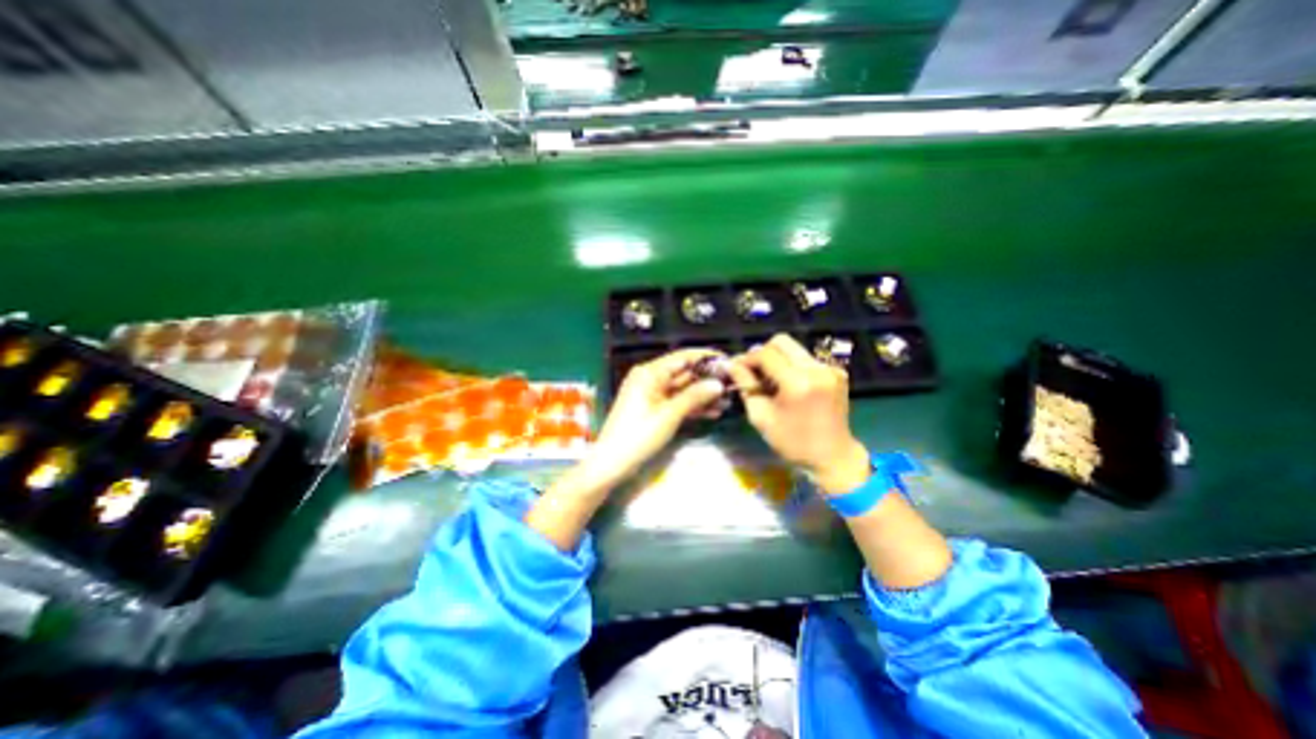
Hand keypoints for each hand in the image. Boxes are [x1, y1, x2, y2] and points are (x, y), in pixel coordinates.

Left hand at [588, 350, 729, 486]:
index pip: (682, 357)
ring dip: (703, 395)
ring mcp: (653, 394)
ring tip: (728, 401)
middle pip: (684, 373)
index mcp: (650, 373)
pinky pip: (677, 402)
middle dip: (707, 379)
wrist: (612, 462)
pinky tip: (713, 412)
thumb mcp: (669, 415)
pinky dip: (692, 406)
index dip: (705, 358)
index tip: (727, 360)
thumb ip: (694, 396)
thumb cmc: (639, 435)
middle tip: (732, 384)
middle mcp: (651, 379)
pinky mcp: (654, 408)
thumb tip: (718, 383)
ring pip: (683, 389)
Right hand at [726, 336, 871, 496]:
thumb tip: (732, 365)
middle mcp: (816, 369)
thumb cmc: (793, 442)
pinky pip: (806, 359)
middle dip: (763, 352)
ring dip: (777, 359)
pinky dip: (792, 366)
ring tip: (769, 380)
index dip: (748, 358)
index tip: (737, 368)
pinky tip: (787, 384)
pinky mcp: (836, 372)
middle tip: (753, 370)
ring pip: (794, 349)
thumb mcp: (761, 417)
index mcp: (798, 382)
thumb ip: (746, 386)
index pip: (766, 354)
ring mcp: (829, 369)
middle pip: (782, 341)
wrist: (833, 457)